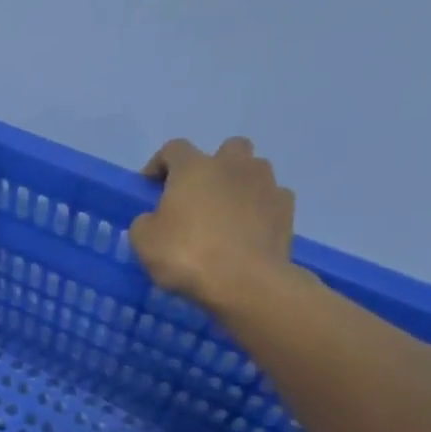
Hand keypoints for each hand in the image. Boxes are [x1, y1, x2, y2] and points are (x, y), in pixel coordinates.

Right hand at [129, 137, 296, 311]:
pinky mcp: (287, 210)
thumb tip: (156, 219)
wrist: (245, 283)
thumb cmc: (186, 255)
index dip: (158, 165)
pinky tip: (248, 230)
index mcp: (194, 168)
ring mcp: (266, 185)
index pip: (173, 149)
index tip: (149, 187)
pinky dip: (259, 208)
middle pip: (227, 149)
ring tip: (225, 213)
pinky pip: (271, 199)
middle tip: (197, 194)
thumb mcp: (143, 240)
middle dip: (212, 166)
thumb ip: (146, 221)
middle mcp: (233, 166)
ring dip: (239, 184)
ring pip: (254, 171)